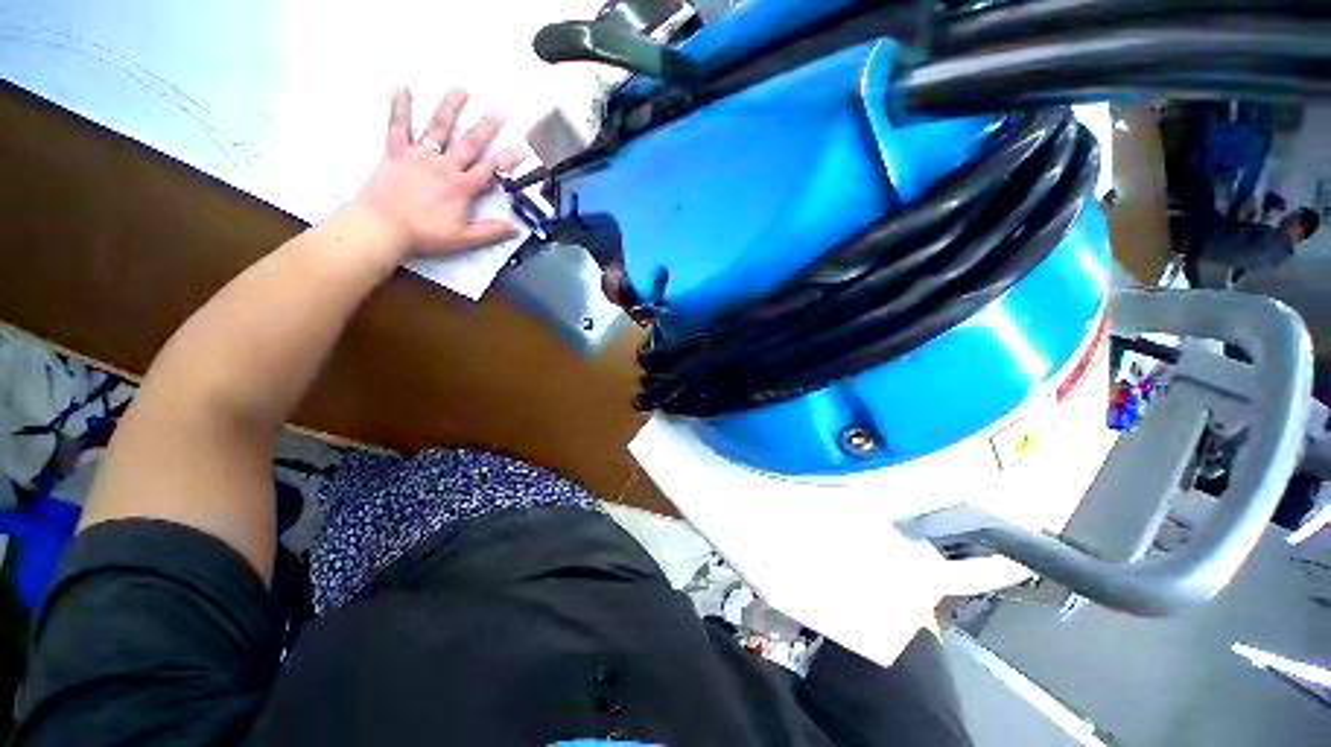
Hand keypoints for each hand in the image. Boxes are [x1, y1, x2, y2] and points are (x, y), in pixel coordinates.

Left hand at [351, 87, 525, 260]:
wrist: (383, 228)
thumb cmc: (425, 235)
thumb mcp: (464, 239)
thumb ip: (491, 232)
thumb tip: (516, 229)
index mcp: (461, 188)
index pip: (491, 169)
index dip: (508, 159)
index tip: (522, 148)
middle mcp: (444, 167)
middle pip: (469, 143)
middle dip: (486, 127)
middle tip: (498, 112)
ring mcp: (420, 156)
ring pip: (438, 127)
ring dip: (451, 108)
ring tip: (462, 90)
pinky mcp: (396, 153)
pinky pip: (398, 126)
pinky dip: (400, 106)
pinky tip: (403, 87)